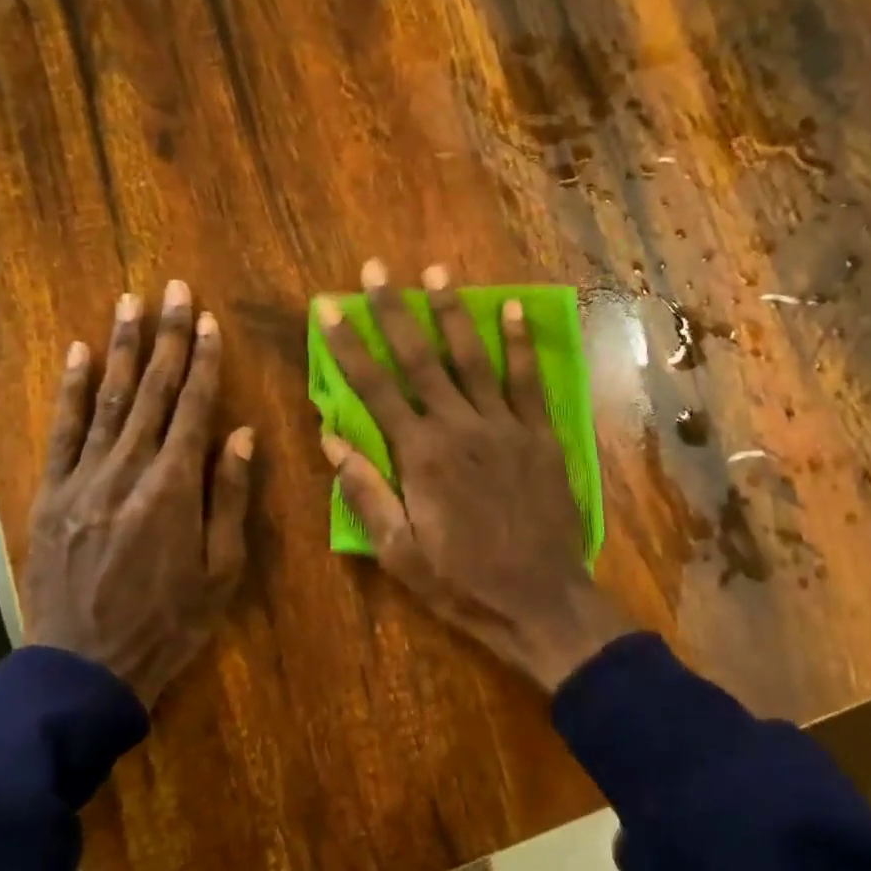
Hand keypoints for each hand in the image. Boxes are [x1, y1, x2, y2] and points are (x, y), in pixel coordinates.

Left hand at [22, 282, 254, 708]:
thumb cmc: (169, 623)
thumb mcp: (221, 571)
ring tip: (129, 303)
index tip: (208, 320)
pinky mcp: (51, 494)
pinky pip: (62, 432)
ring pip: (107, 400)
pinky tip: (77, 353)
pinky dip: (69, 389)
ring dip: (121, 348)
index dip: (204, 362)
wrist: (86, 668)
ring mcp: (82, 480)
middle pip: (153, 393)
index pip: (194, 410)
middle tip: (172, 289)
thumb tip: (241, 435)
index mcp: (174, 490)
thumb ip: (230, 498)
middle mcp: (127, 472)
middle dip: (166, 337)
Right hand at [318, 259, 633, 692]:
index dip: (347, 346)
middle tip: (376, 270)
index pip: (374, 388)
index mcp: (420, 455)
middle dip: (393, 311)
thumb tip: (331, 439)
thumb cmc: (462, 582)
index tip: (329, 308)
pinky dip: (519, 343)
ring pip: (473, 358)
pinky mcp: (540, 435)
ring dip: (451, 312)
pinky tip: (511, 308)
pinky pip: (527, 381)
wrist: (541, 600)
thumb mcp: (399, 552)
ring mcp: (505, 426)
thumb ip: (366, 493)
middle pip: (420, 359)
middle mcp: (459, 427)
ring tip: (436, 270)